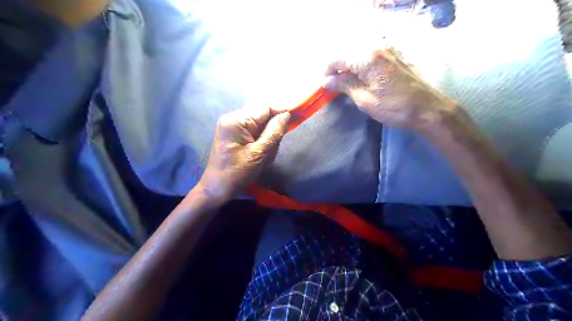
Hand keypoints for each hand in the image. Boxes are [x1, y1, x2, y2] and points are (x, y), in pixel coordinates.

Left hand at [199, 108, 292, 202]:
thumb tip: (287, 114)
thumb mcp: (259, 154)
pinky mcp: (236, 136)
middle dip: (273, 132)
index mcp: (236, 120)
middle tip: (272, 150)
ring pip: (262, 127)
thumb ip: (274, 132)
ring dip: (268, 141)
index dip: (282, 110)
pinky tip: (260, 158)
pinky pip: (256, 135)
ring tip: (264, 159)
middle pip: (263, 117)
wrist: (217, 190)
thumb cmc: (236, 173)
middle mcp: (233, 119)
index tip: (298, 114)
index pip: (265, 108)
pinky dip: (263, 145)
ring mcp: (234, 127)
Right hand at [323, 47, 458, 130]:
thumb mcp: (364, 99)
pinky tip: (362, 80)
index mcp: (367, 57)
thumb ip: (344, 85)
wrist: (427, 109)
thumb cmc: (394, 107)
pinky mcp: (395, 56)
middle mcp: (377, 47)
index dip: (327, 71)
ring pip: (359, 54)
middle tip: (334, 87)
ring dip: (349, 68)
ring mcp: (388, 50)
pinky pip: (371, 57)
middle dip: (337, 69)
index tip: (324, 86)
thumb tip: (326, 80)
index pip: (337, 57)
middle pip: (347, 53)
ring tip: (347, 85)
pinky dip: (361, 67)